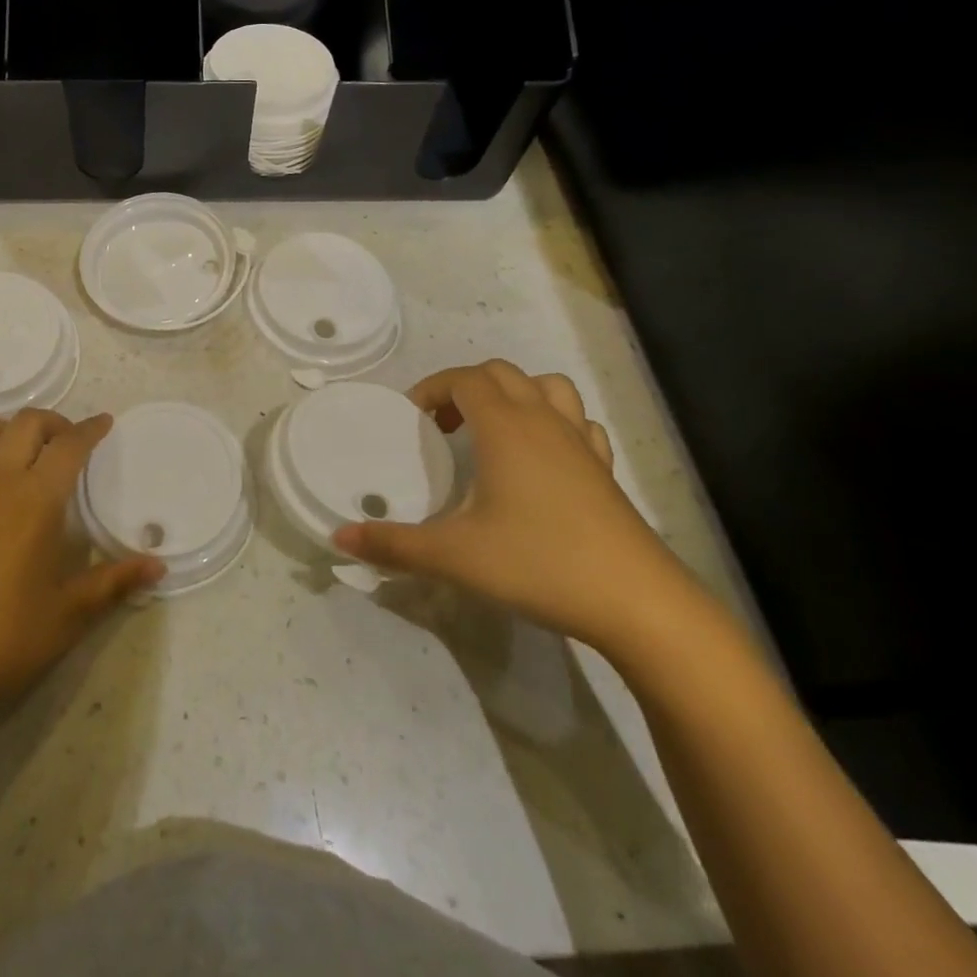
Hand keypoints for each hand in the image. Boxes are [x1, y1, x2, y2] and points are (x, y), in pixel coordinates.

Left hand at [0, 409, 161, 729]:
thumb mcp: (69, 613)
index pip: (69, 445)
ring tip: (28, 453)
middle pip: (27, 423)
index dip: (90, 429)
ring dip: (13, 429)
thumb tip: (158, 565)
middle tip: (70, 443)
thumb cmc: (4, 638)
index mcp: (35, 498)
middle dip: (55, 423)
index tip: (104, 423)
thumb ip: (115, 581)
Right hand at [333, 360, 694, 654]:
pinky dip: (556, 424)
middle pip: (502, 373)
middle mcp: (543, 422)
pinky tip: (545, 459)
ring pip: (548, 388)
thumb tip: (339, 538)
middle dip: (466, 387)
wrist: (636, 602)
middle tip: (444, 427)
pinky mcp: (606, 472)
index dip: (432, 387)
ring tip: (494, 431)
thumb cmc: (538, 563)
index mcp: (505, 427)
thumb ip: (393, 544)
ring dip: (516, 395)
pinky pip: (579, 424)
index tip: (412, 415)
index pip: (464, 377)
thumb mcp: (454, 556)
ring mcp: (581, 444)